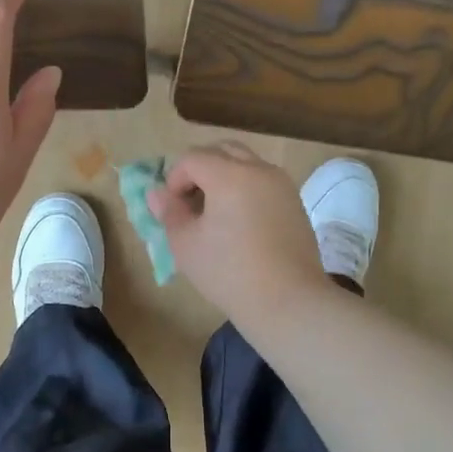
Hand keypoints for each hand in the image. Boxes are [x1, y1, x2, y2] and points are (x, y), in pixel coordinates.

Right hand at [148, 142, 325, 320]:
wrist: (288, 301)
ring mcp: (282, 185)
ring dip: (225, 176)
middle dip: (200, 168)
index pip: (192, 158)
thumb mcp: (186, 245)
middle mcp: (259, 170)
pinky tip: (240, 223)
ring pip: (247, 163)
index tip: (171, 208)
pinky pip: (264, 182)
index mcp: (229, 174)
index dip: (174, 179)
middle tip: (190, 200)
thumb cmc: (229, 272)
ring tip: (214, 212)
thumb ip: (169, 212)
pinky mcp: (295, 203)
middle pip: (223, 150)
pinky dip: (246, 188)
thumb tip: (157, 193)